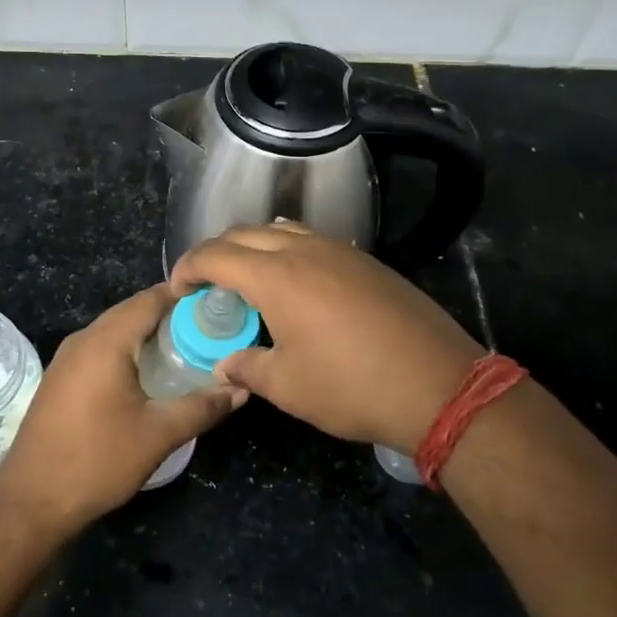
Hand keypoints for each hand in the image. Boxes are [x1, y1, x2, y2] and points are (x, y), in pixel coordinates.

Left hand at [0, 284, 244, 534]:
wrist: (31, 502)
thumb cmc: (97, 460)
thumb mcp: (159, 434)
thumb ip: (202, 406)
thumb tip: (241, 388)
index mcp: (106, 341)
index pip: (150, 299)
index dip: (185, 295)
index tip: (218, 302)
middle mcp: (83, 339)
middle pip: (132, 312)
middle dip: (171, 316)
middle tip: (210, 329)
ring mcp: (67, 359)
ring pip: (116, 331)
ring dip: (149, 335)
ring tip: (188, 350)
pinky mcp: (61, 379)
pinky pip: (101, 350)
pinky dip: (129, 351)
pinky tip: (150, 375)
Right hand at [170, 223, 482, 453]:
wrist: (439, 384)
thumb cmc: (353, 387)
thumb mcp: (288, 387)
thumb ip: (248, 368)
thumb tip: (226, 363)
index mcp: (276, 277)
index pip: (216, 255)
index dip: (188, 267)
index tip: (178, 290)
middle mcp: (304, 250)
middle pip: (244, 233)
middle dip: (215, 252)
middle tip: (205, 284)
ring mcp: (339, 250)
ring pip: (280, 229)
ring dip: (252, 246)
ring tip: (246, 278)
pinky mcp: (365, 260)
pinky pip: (311, 239)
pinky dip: (286, 249)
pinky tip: (293, 282)